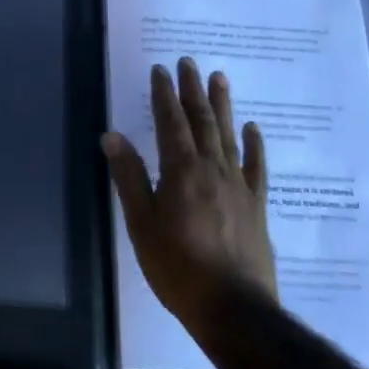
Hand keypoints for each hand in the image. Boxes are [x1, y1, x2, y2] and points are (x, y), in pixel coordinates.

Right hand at [102, 57, 276, 330]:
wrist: (233, 307)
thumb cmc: (176, 267)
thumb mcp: (141, 223)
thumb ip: (129, 177)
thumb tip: (112, 135)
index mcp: (180, 171)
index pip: (170, 122)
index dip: (164, 94)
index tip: (160, 69)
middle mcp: (212, 168)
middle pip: (201, 120)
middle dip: (192, 89)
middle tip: (188, 62)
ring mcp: (238, 185)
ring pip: (229, 135)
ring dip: (222, 105)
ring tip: (219, 78)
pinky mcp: (257, 204)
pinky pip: (256, 166)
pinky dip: (254, 144)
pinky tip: (253, 127)